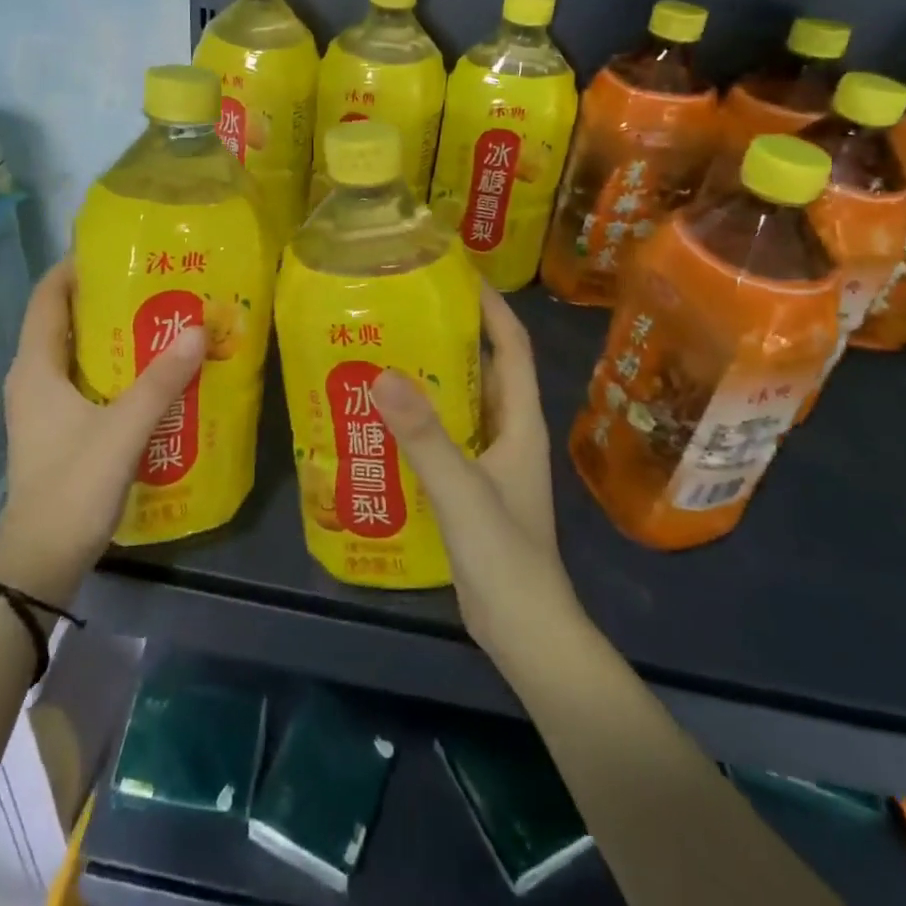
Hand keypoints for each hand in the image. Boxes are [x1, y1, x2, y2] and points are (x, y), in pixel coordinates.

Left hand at [0, 259, 205, 606]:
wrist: (39, 564)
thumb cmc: (72, 486)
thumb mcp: (122, 429)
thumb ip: (161, 381)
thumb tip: (197, 329)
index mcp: (35, 367)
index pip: (48, 297)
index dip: (75, 267)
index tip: (118, 250)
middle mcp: (33, 379)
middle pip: (65, 321)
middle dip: (105, 299)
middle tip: (154, 284)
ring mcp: (43, 407)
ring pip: (77, 354)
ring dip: (112, 336)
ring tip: (161, 320)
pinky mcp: (58, 430)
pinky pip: (85, 382)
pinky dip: (113, 369)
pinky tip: (152, 374)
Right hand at [372, 282, 581, 663]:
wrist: (524, 631)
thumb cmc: (505, 557)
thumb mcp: (462, 491)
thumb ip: (424, 436)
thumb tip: (382, 374)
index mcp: (519, 421)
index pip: (511, 346)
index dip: (490, 307)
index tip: (456, 275)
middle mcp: (508, 431)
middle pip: (483, 368)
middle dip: (449, 335)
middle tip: (400, 311)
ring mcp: (490, 458)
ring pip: (461, 402)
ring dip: (430, 377)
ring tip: (382, 352)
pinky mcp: (470, 483)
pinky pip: (445, 435)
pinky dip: (419, 418)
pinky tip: (381, 417)